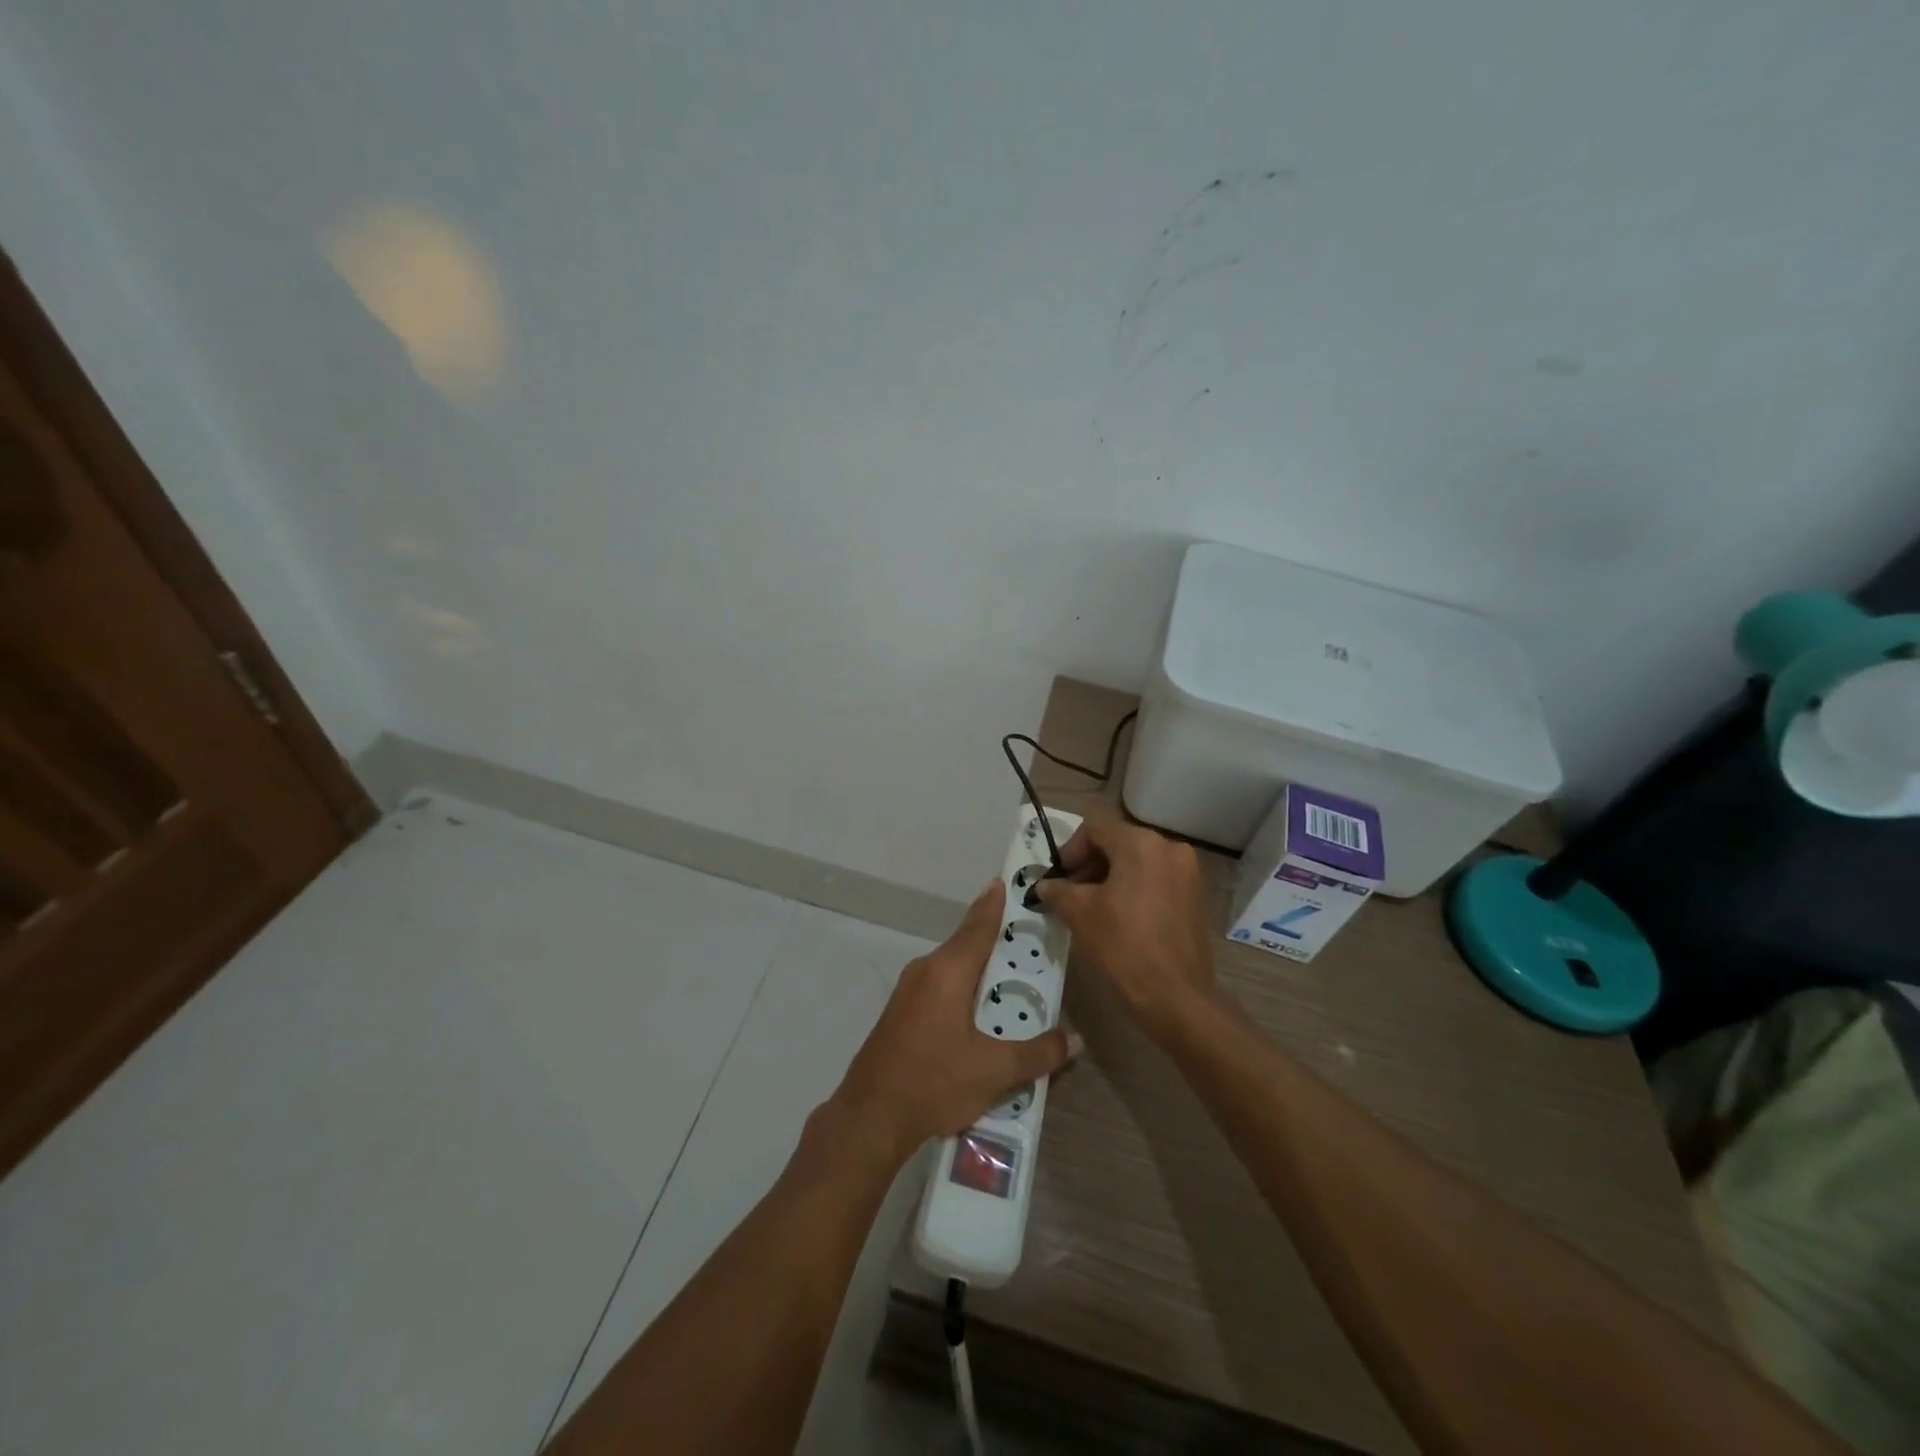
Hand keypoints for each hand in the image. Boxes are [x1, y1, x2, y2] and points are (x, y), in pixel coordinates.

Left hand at [830, 881, 1072, 1164]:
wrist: (869, 1117)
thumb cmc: (934, 1082)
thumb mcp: (995, 1071)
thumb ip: (1038, 1053)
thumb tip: (1075, 1038)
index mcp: (948, 971)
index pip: (979, 925)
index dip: (995, 903)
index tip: (1008, 882)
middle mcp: (926, 970)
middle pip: (966, 943)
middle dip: (996, 938)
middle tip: (1028, 936)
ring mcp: (908, 991)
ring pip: (952, 967)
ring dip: (980, 967)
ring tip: (1011, 975)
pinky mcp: (901, 1012)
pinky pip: (940, 985)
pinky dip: (964, 986)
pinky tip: (979, 1010)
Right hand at [1034, 817, 1217, 1043]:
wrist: (1176, 997)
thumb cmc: (1123, 946)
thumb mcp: (1080, 913)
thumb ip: (1058, 891)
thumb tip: (1044, 886)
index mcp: (1141, 844)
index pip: (1094, 829)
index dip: (1069, 851)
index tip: (1056, 879)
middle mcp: (1169, 848)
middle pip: (1117, 843)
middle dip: (1089, 865)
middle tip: (1068, 894)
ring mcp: (1187, 873)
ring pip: (1137, 862)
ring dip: (1109, 878)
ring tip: (1089, 908)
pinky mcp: (1195, 896)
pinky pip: (1155, 880)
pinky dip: (1132, 889)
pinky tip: (1117, 917)